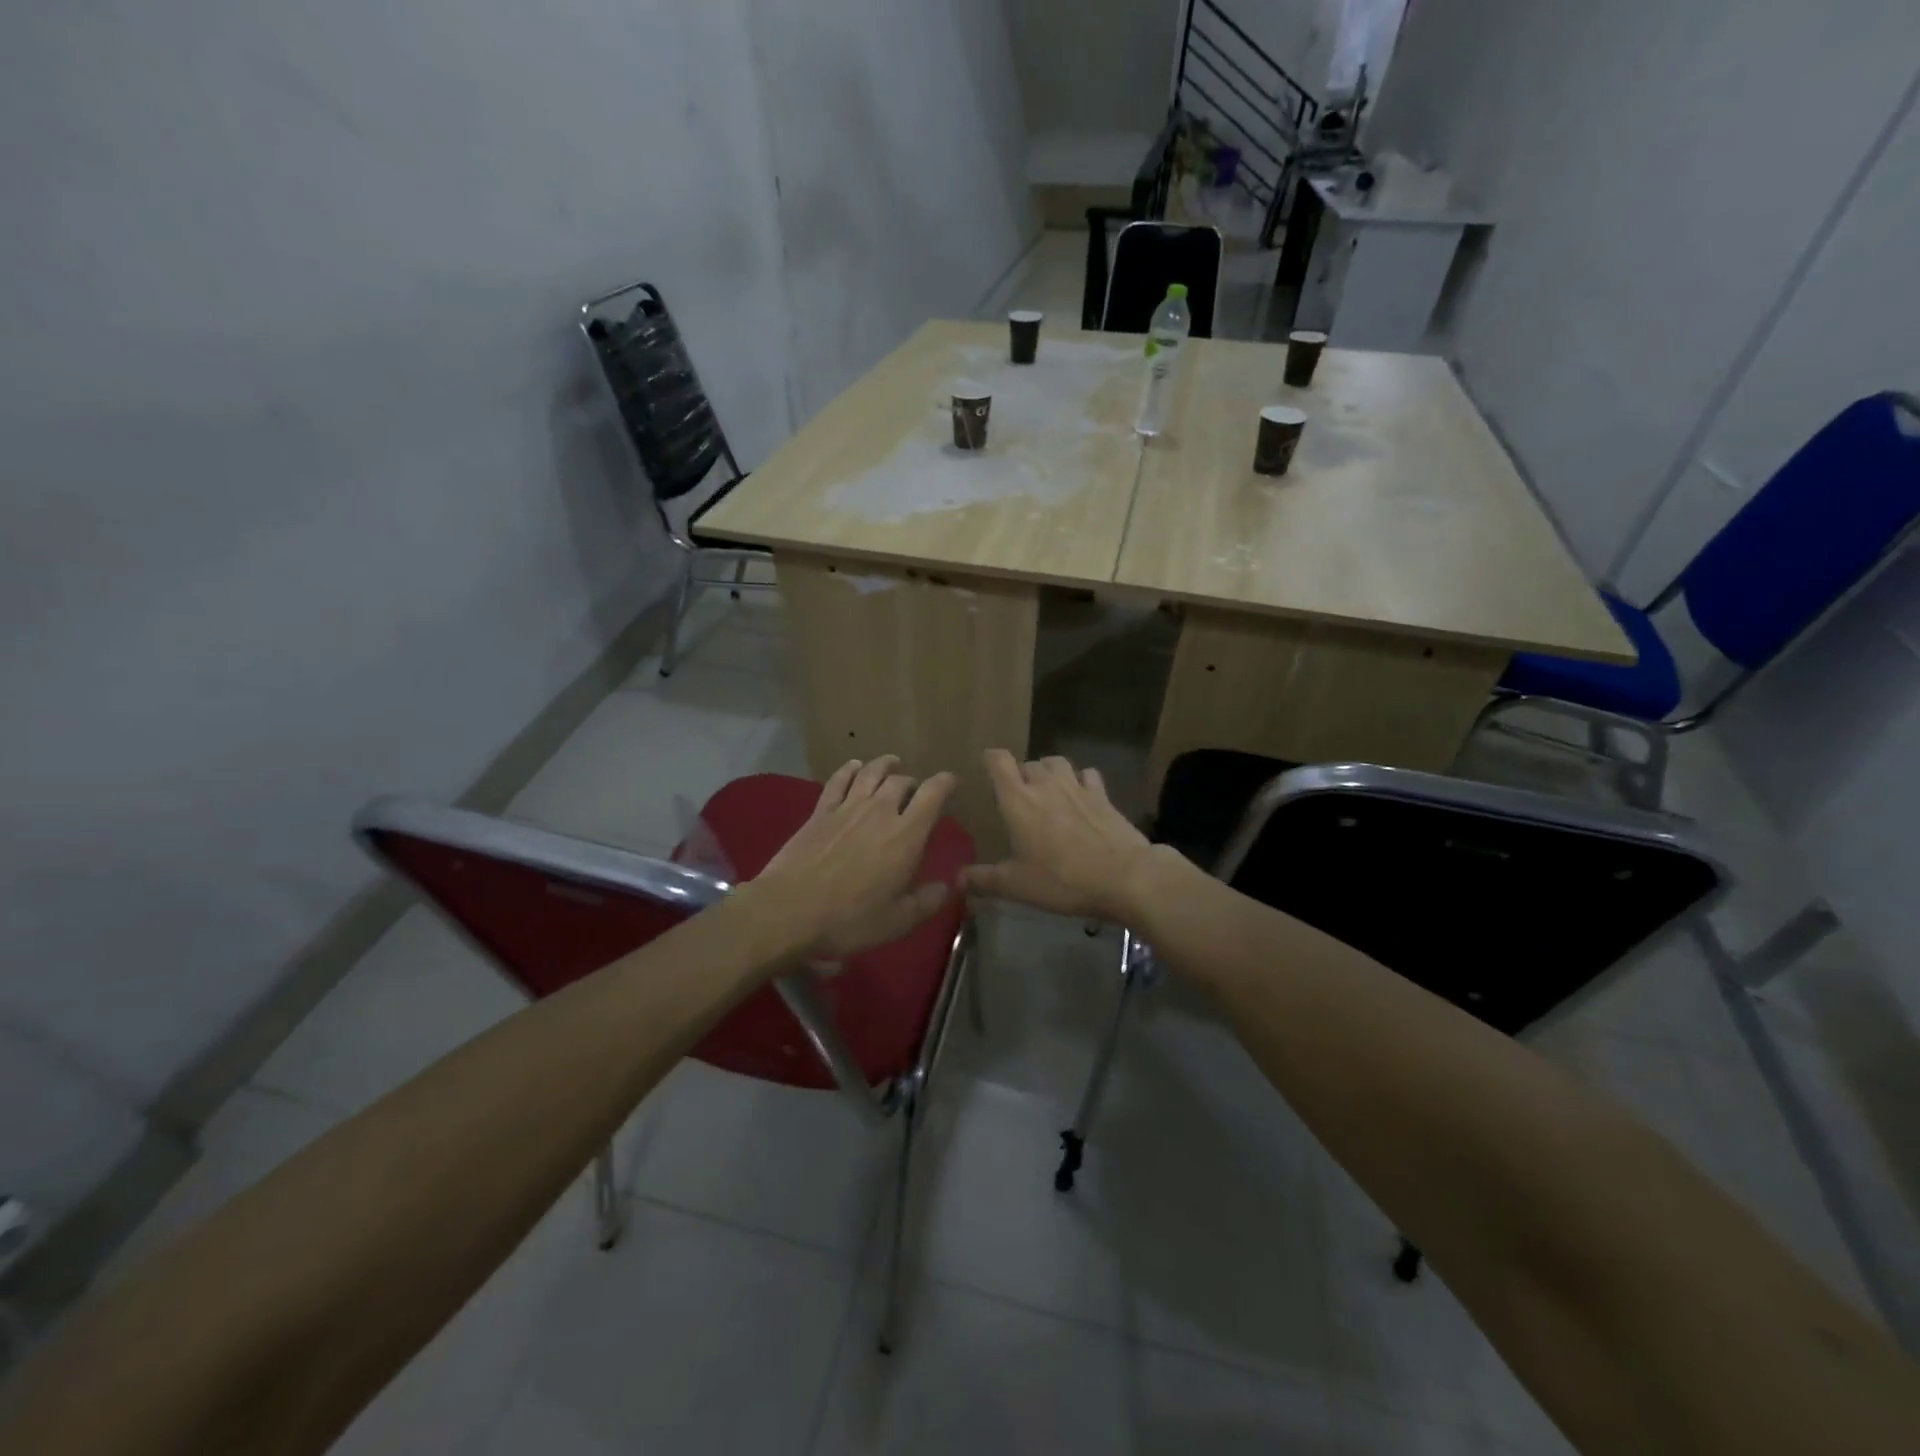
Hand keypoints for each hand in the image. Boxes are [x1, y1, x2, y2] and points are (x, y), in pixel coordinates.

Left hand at [749, 757, 957, 959]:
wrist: (789, 911)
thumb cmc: (849, 920)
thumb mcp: (897, 921)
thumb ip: (927, 901)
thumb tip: (951, 885)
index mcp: (906, 835)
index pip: (933, 794)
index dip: (945, 783)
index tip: (951, 782)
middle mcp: (880, 811)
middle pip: (902, 782)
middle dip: (914, 783)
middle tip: (917, 792)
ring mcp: (847, 807)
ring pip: (871, 773)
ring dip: (885, 765)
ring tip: (893, 763)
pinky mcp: (820, 811)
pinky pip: (838, 780)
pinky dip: (850, 769)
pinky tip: (854, 766)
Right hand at [962, 751, 1154, 920]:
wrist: (1124, 876)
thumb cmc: (1062, 879)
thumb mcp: (1017, 886)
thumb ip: (984, 879)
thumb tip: (956, 879)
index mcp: (1018, 800)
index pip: (999, 762)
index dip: (991, 759)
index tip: (987, 768)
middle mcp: (1045, 784)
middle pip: (1028, 763)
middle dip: (1020, 774)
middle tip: (1019, 797)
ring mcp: (1077, 786)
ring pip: (1057, 762)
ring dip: (1049, 771)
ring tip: (1048, 789)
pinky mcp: (1103, 795)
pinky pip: (1088, 775)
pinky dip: (1081, 780)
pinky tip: (1082, 795)